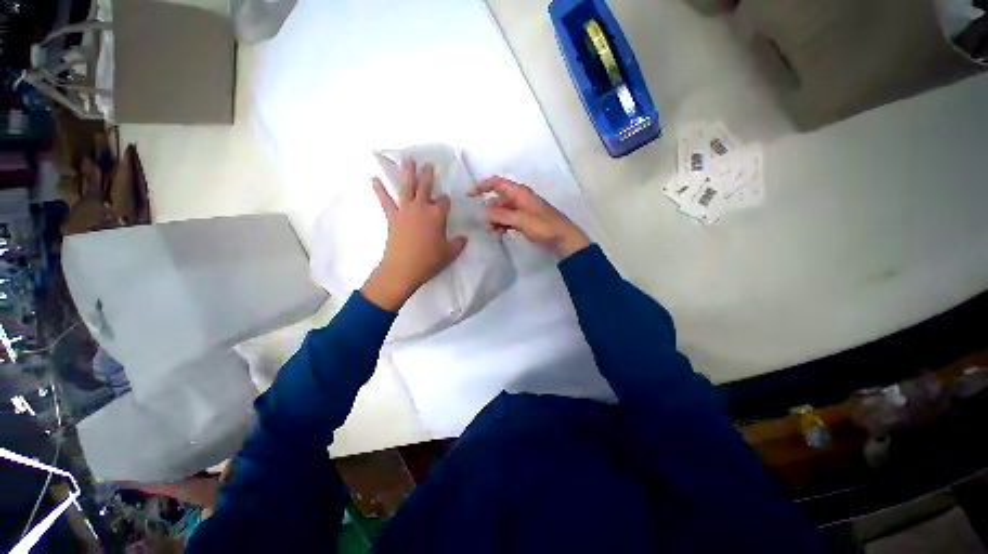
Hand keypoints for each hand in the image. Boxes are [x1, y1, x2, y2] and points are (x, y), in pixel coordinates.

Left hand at [361, 159, 467, 310]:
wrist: (403, 269)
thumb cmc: (429, 260)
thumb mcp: (450, 253)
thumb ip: (458, 243)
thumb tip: (463, 238)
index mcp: (437, 215)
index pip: (444, 201)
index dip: (446, 201)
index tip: (446, 203)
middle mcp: (421, 208)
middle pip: (425, 187)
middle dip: (428, 175)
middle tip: (429, 164)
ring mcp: (405, 211)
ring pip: (407, 188)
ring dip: (407, 173)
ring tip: (407, 160)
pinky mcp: (392, 217)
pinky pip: (386, 201)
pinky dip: (380, 190)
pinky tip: (374, 180)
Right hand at [468, 177, 589, 259]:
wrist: (563, 239)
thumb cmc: (543, 226)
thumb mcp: (521, 220)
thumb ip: (501, 215)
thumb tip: (485, 212)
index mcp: (519, 193)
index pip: (496, 183)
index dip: (481, 186)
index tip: (469, 195)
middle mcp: (519, 198)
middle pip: (497, 200)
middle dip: (489, 211)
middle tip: (486, 226)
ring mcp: (522, 210)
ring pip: (502, 212)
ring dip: (495, 221)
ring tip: (494, 234)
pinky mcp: (525, 220)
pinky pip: (508, 219)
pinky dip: (502, 225)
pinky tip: (500, 234)